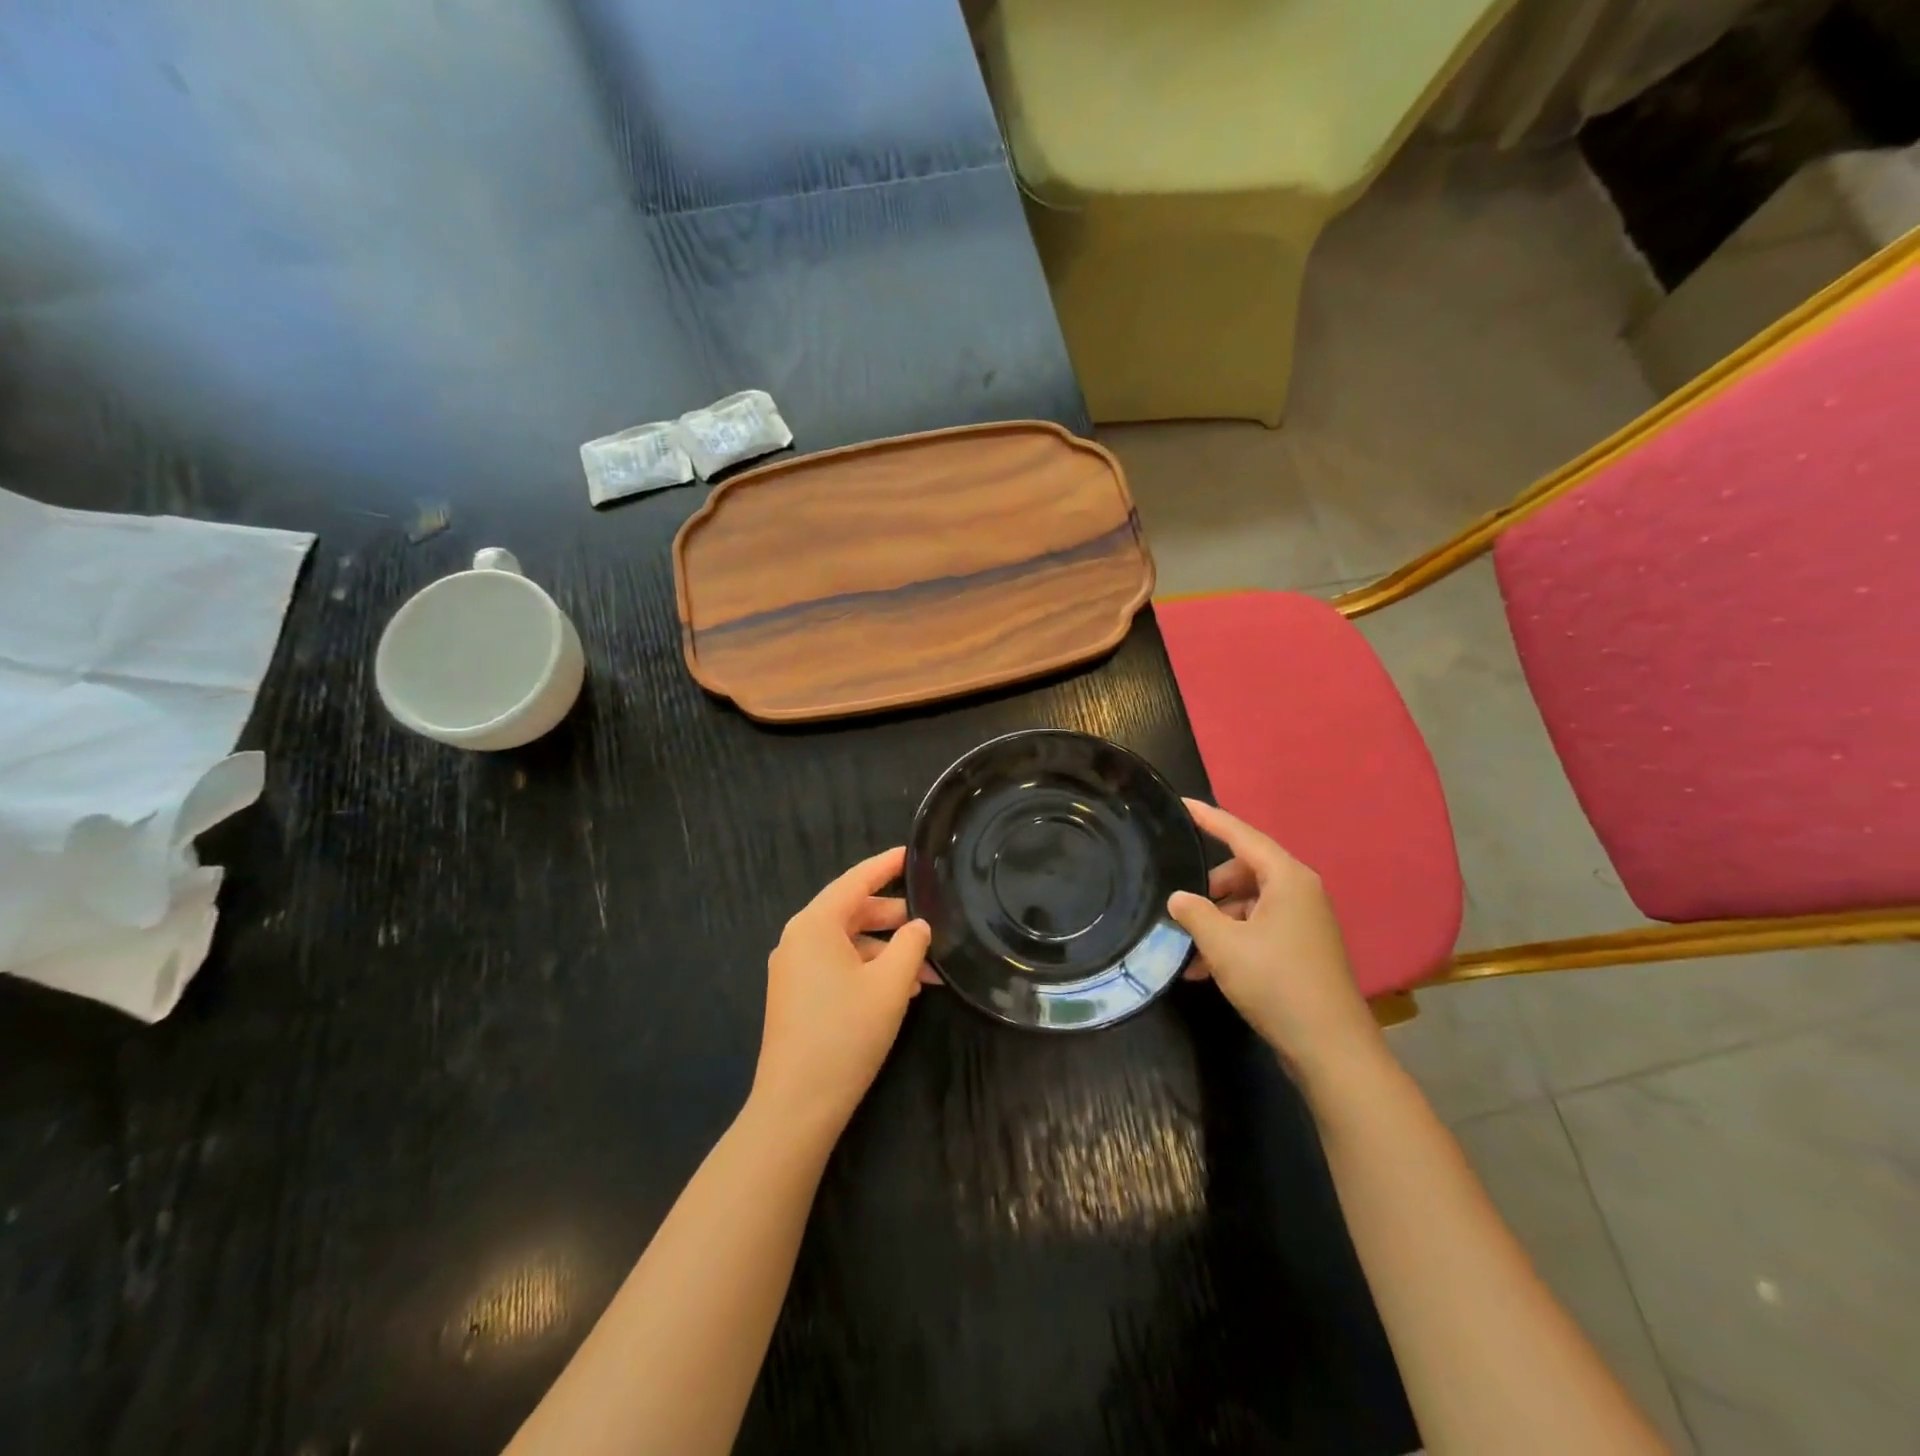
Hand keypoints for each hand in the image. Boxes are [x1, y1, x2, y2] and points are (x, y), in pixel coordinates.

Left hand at [750, 847, 932, 1136]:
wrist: (796, 1105)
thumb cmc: (846, 1033)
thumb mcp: (890, 984)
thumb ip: (911, 945)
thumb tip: (919, 925)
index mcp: (815, 924)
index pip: (856, 880)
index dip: (886, 865)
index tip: (912, 853)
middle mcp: (798, 939)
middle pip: (852, 911)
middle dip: (894, 918)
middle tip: (932, 922)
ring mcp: (793, 969)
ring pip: (848, 943)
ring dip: (886, 952)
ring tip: (926, 972)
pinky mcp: (796, 995)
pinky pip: (837, 966)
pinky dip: (868, 970)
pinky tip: (900, 991)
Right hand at [1169, 800, 1380, 1080]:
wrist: (1330, 1048)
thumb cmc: (1276, 982)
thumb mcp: (1223, 944)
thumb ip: (1194, 913)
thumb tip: (1178, 898)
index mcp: (1287, 878)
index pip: (1241, 834)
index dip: (1209, 819)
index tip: (1181, 804)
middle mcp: (1300, 891)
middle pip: (1244, 870)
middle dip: (1210, 887)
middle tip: (1181, 904)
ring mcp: (1304, 922)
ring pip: (1249, 904)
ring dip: (1217, 921)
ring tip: (1188, 949)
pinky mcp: (1302, 949)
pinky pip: (1259, 929)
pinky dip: (1232, 940)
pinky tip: (1204, 970)